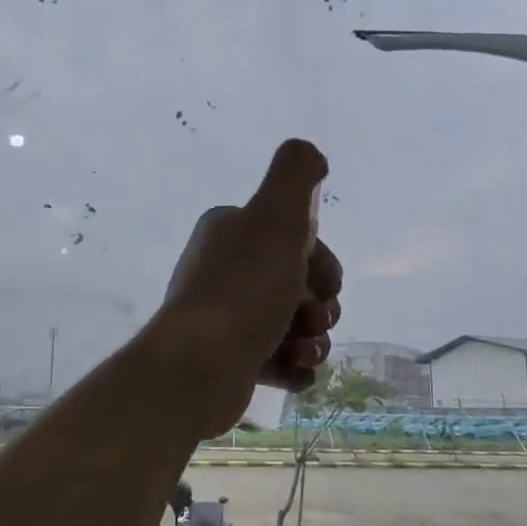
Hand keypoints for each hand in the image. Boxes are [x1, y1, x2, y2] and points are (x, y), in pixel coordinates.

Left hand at [151, 139, 342, 439]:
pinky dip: (294, 366)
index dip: (322, 261)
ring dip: (313, 339)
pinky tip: (296, 371)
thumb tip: (310, 154)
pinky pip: (278, 360)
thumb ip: (296, 174)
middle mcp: (224, 270)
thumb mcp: (276, 216)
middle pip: (298, 283)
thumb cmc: (244, 288)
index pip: (294, 239)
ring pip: (292, 324)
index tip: (327, 283)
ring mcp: (225, 318)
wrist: (199, 365)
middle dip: (321, 304)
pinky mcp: (229, 360)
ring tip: (306, 350)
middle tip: (317, 319)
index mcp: (231, 232)